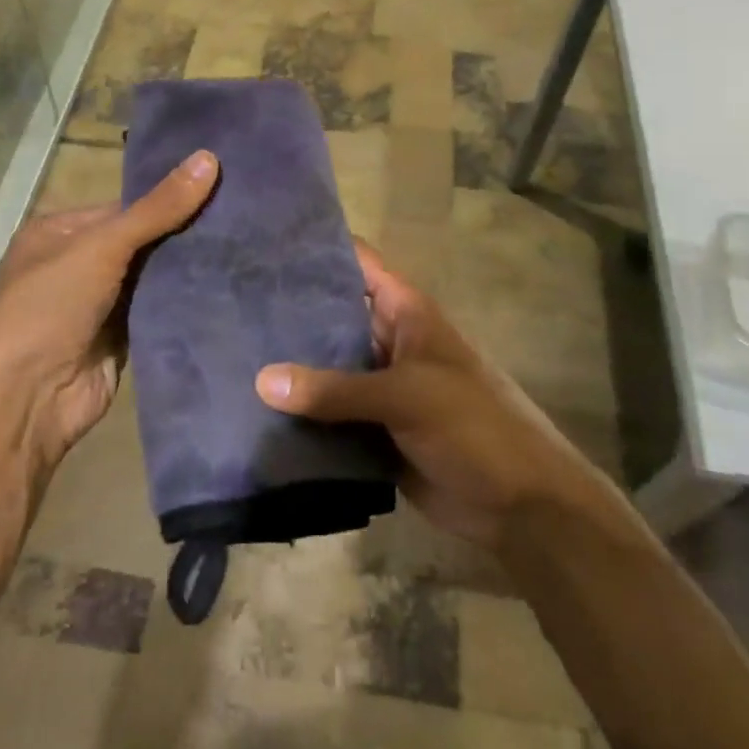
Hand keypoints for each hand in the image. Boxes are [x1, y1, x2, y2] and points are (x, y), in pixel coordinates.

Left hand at [0, 150, 218, 473]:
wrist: (27, 400)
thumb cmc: (50, 308)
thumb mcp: (101, 247)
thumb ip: (157, 209)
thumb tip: (210, 158)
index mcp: (60, 232)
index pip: (126, 207)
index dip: (170, 198)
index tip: (222, 189)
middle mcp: (78, 264)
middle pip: (142, 241)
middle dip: (183, 233)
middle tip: (244, 217)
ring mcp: (99, 304)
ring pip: (153, 277)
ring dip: (188, 269)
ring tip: (249, 246)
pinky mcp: (120, 338)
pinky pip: (158, 311)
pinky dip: (184, 302)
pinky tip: (228, 286)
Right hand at [255, 241, 601, 549]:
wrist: (519, 504)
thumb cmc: (473, 426)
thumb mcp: (407, 396)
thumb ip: (335, 390)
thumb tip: (261, 381)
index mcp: (405, 314)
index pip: (358, 263)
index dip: (318, 248)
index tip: (265, 243)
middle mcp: (388, 342)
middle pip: (333, 316)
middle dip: (289, 312)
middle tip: (230, 303)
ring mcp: (379, 387)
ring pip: (326, 368)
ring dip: (290, 367)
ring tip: (229, 352)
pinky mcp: (372, 429)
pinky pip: (329, 414)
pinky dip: (300, 413)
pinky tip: (254, 410)